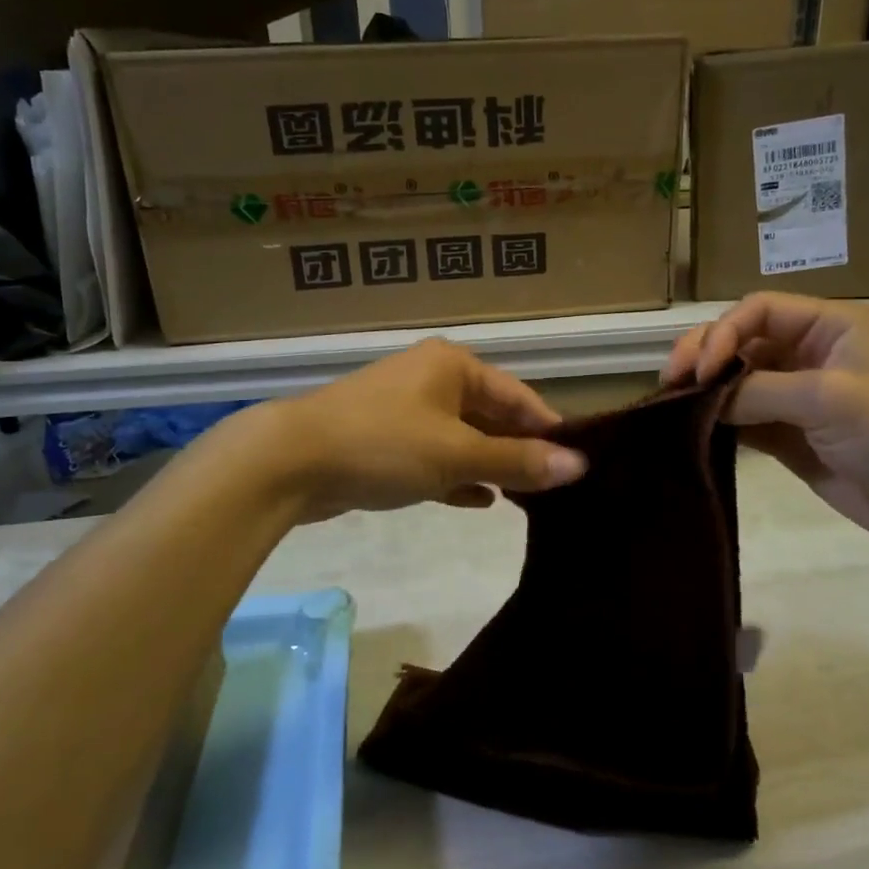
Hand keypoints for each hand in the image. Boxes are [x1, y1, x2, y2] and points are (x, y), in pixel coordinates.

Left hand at [242, 339, 586, 522]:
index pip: (519, 397)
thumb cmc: (384, 444)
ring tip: (528, 499)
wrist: (289, 461)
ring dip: (491, 465)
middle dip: (520, 451)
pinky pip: (435, 457)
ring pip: (463, 439)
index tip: (579, 464)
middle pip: (491, 416)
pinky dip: (458, 476)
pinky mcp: (385, 442)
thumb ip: (517, 461)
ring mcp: (406, 411)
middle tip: (557, 489)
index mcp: (454, 366)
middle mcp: (432, 380)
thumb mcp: (457, 454)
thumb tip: (579, 466)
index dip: (549, 430)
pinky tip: (481, 501)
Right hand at [663, 293, 868, 575]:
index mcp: (828, 325)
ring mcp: (796, 395)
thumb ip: (759, 390)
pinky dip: (716, 420)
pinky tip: (692, 427)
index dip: (722, 332)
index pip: (758, 310)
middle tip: (670, 380)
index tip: (700, 369)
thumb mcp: (828, 397)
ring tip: (671, 402)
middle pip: (741, 340)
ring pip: (736, 379)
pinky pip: (742, 417)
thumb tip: (703, 398)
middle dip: (703, 354)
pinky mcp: (788, 433)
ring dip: (704, 388)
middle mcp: (808, 352)